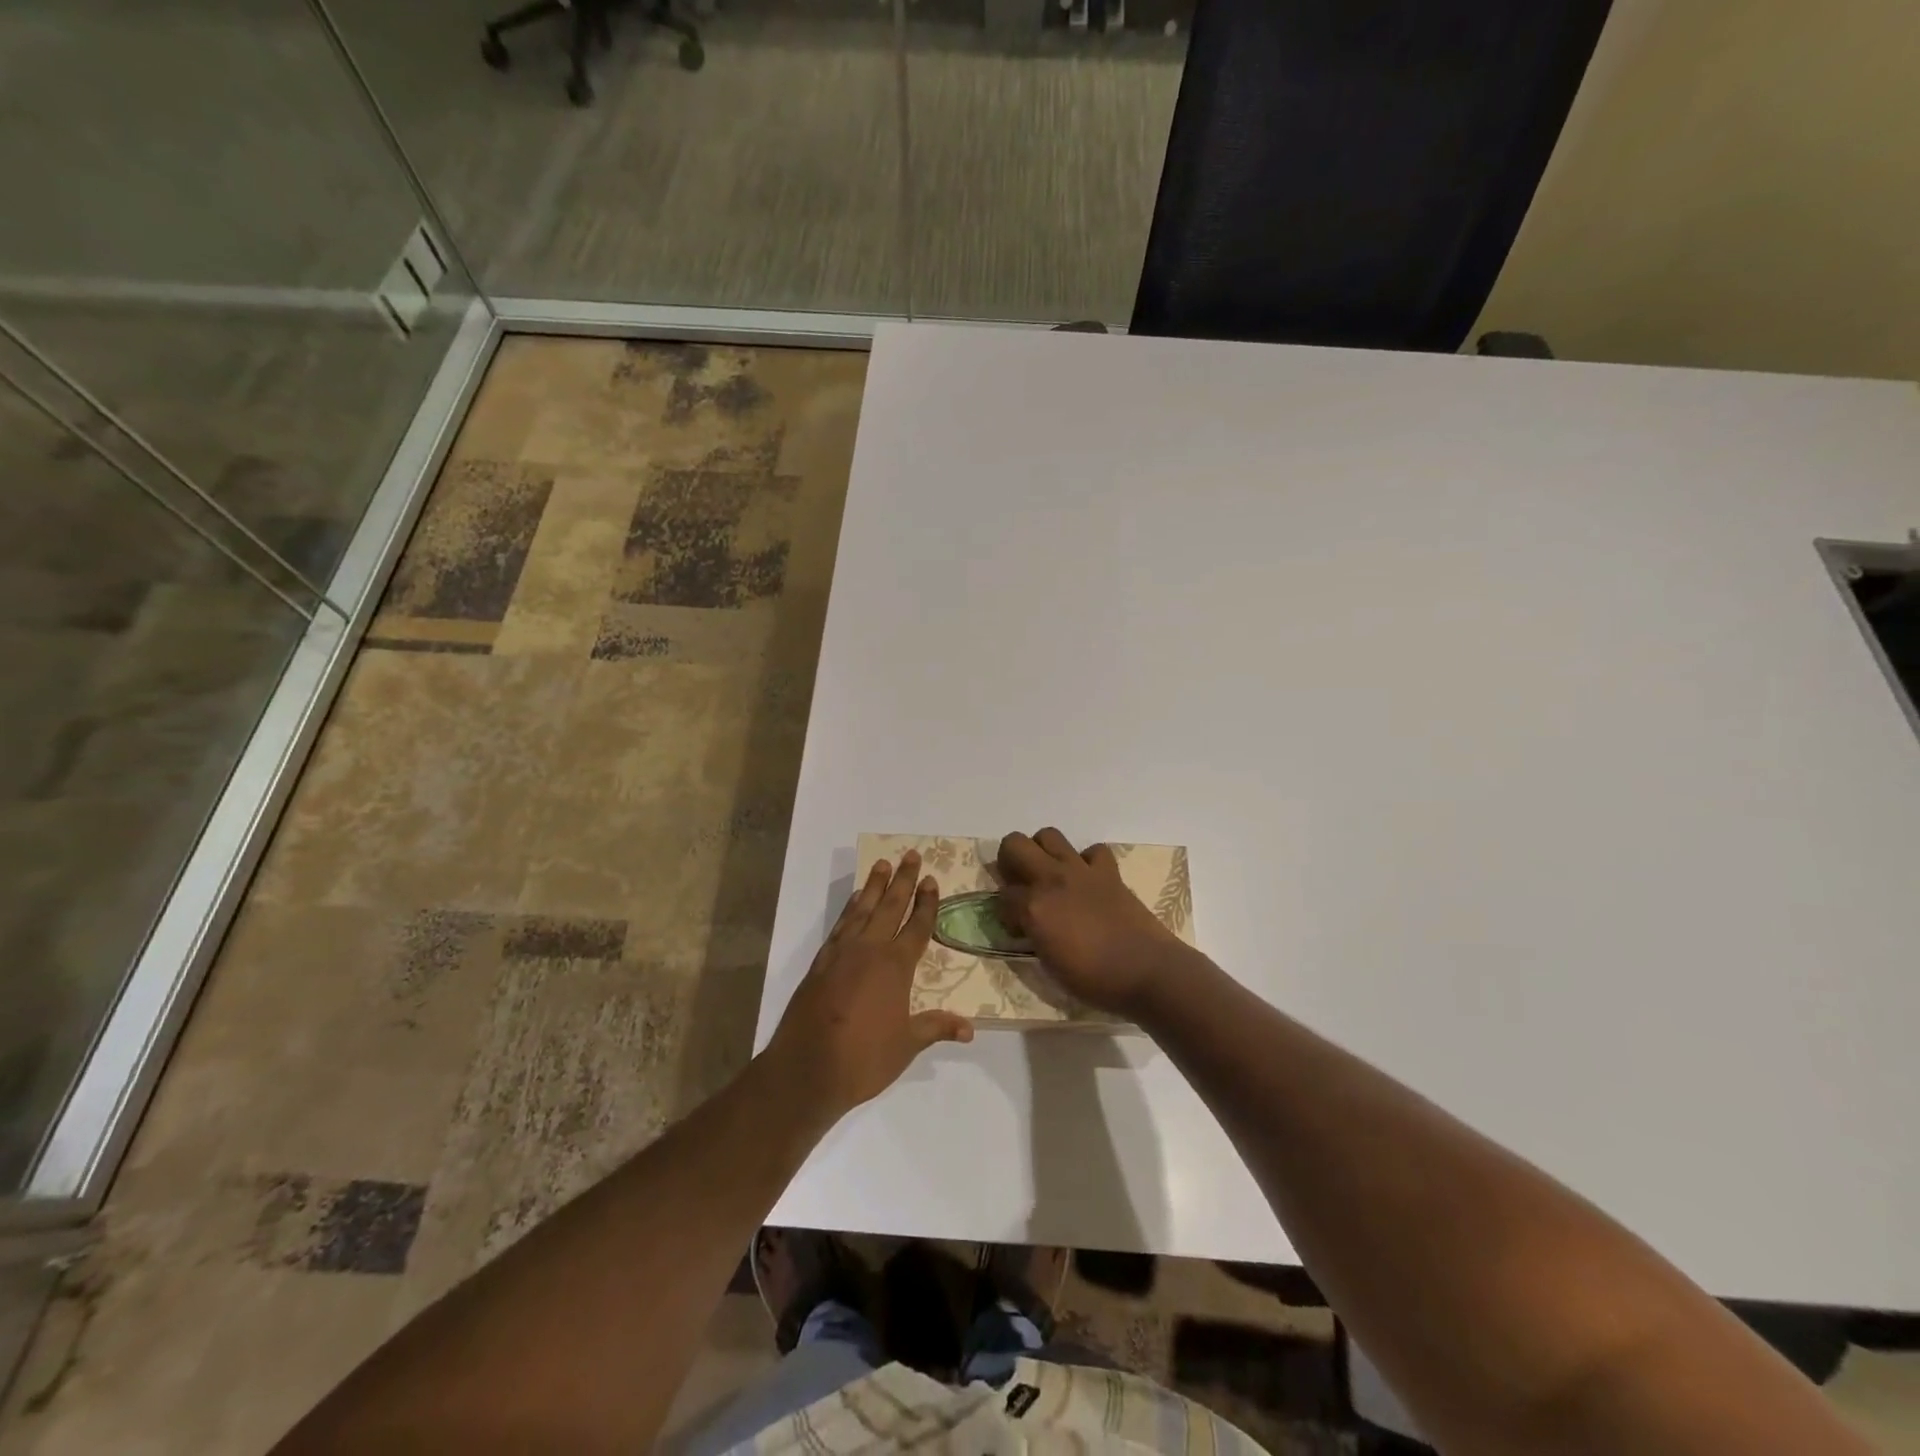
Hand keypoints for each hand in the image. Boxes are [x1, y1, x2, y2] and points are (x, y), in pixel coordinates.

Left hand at [763, 852, 973, 1119]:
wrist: (805, 1069)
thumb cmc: (863, 1059)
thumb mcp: (906, 1046)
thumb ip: (936, 1027)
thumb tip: (970, 1028)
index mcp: (895, 966)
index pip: (917, 926)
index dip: (926, 903)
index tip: (931, 879)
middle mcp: (869, 950)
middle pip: (890, 906)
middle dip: (902, 880)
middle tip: (910, 854)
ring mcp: (841, 954)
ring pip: (862, 910)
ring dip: (873, 886)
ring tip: (881, 864)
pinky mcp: (820, 963)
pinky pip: (840, 925)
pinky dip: (849, 909)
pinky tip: (854, 902)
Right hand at [997, 828, 1192, 1017]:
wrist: (1147, 971)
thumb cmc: (1094, 979)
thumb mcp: (1049, 964)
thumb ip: (1033, 934)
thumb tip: (1027, 923)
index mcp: (1033, 907)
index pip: (1003, 895)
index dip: (1005, 911)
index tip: (1016, 925)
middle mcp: (1052, 879)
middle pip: (1014, 844)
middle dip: (1010, 860)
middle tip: (1020, 884)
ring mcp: (1081, 871)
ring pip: (1049, 835)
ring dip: (1043, 851)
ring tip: (1050, 875)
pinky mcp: (1108, 872)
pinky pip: (1092, 851)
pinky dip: (1087, 862)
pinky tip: (1087, 880)